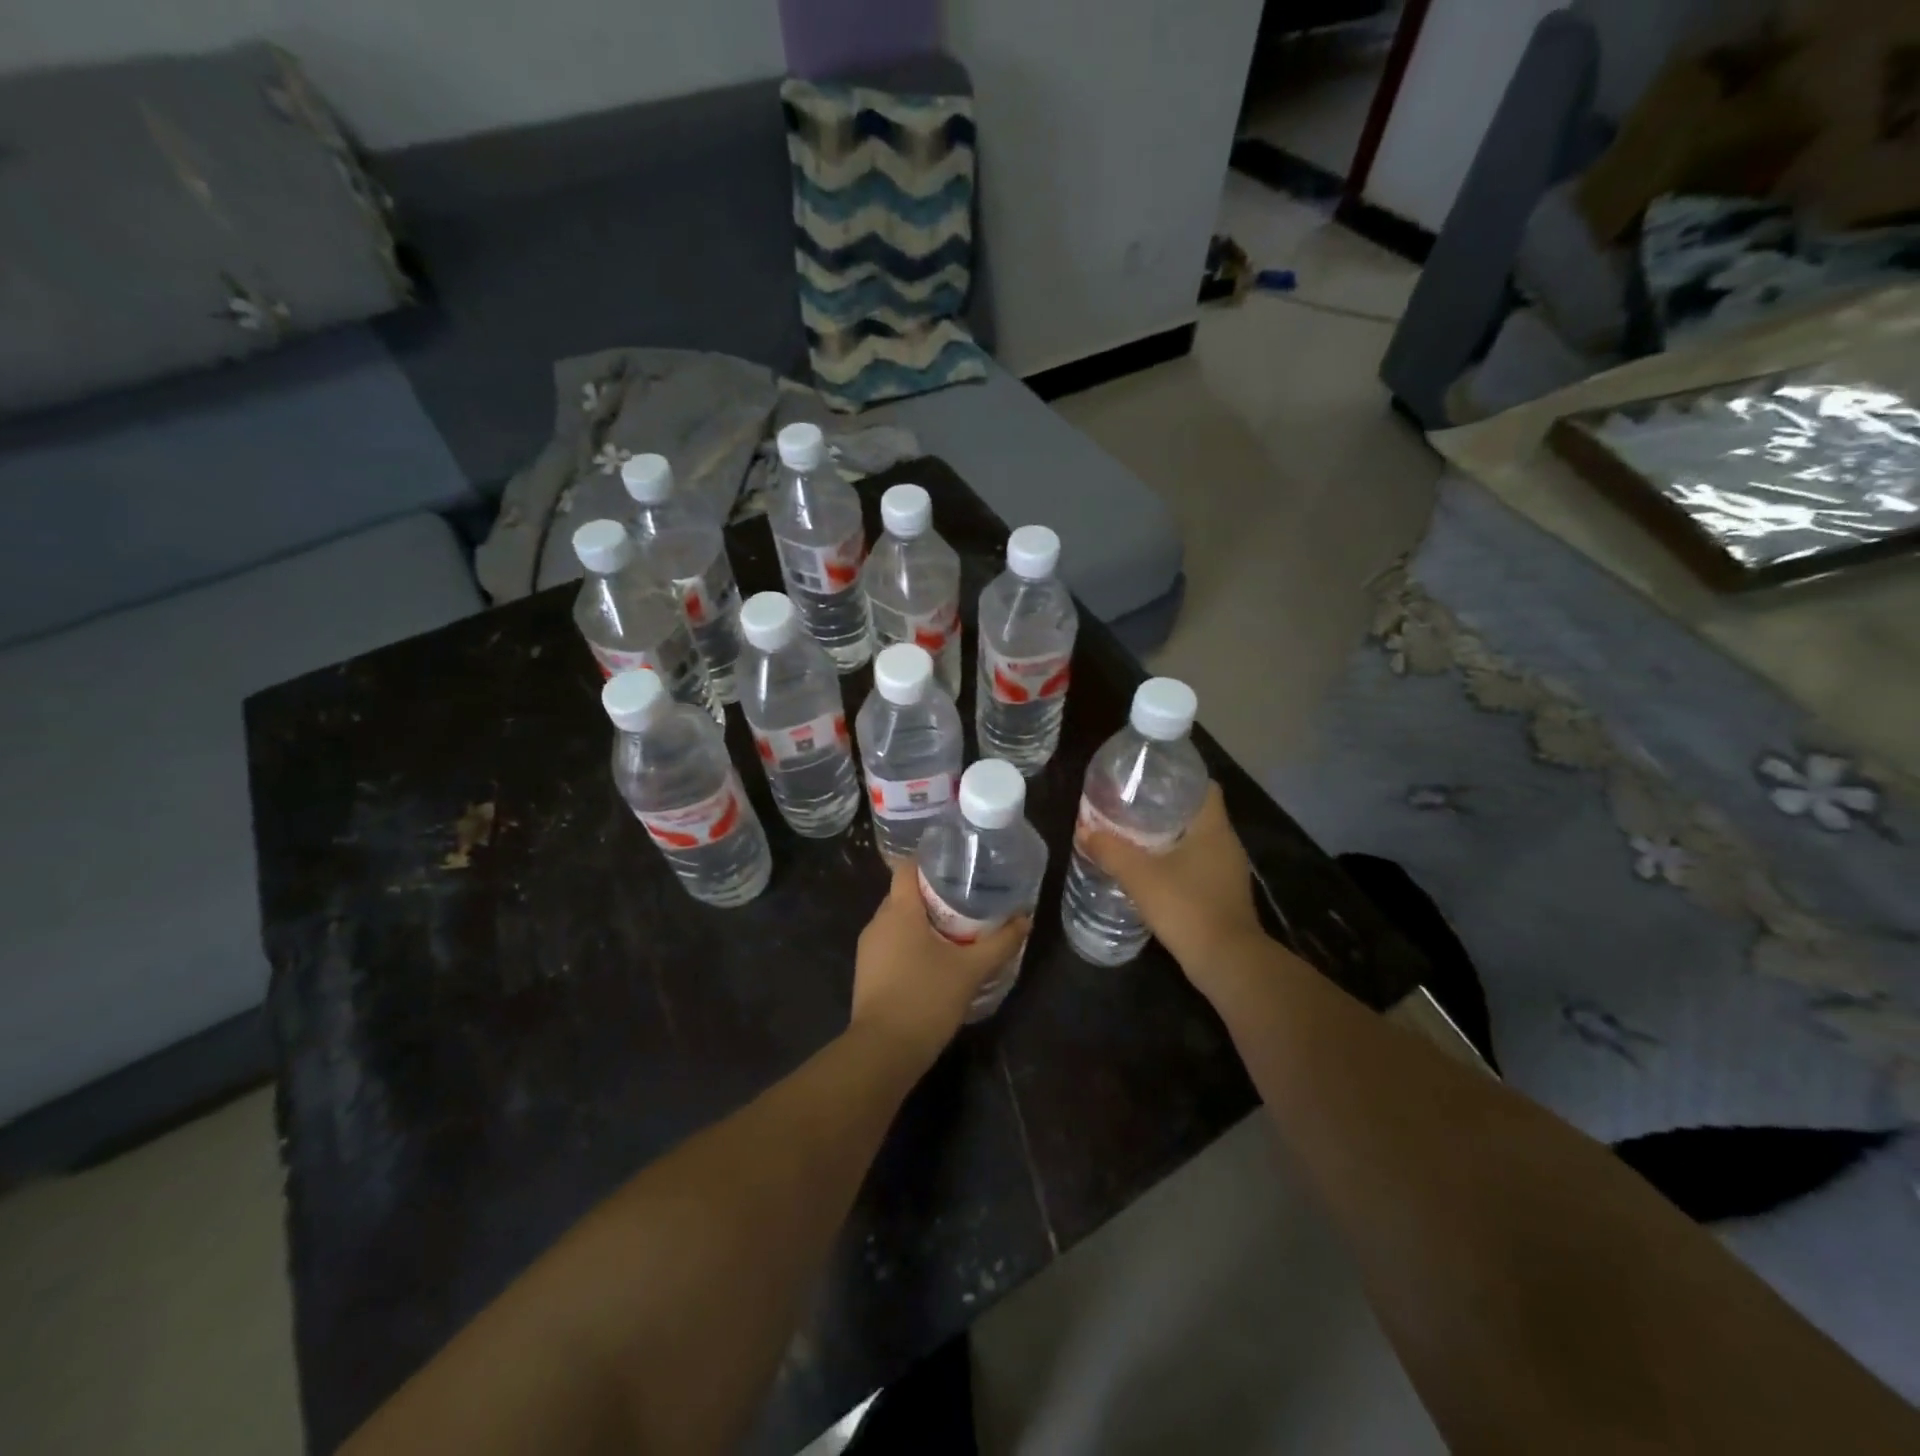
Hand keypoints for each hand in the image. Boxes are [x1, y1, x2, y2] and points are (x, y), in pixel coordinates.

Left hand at [852, 862, 1030, 1065]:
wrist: (883, 1051)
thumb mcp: (971, 969)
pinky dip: (912, 943)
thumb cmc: (926, 998)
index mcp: (899, 910)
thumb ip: (1000, 943)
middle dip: (933, 894)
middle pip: (905, 894)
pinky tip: (936, 959)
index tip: (957, 863)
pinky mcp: (867, 972)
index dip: (930, 860)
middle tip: (967, 898)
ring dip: (923, 922)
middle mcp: (878, 922)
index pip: (907, 868)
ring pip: (898, 921)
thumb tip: (1025, 919)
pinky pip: (892, 944)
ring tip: (957, 928)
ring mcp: (869, 948)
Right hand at [1077, 784, 1270, 993]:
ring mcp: (1227, 871)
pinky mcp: (1223, 894)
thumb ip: (1111, 851)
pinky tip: (1150, 871)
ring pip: (1196, 841)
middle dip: (1164, 808)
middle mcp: (1226, 843)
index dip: (1177, 778)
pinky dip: (1175, 863)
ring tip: (1133, 836)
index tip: (1148, 780)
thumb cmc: (1187, 907)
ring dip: (1168, 838)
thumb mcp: (1140, 876)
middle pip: (1196, 813)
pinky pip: (1197, 866)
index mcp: (1213, 828)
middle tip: (1130, 807)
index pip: (1204, 786)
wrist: (1227, 962)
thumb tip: (1083, 830)